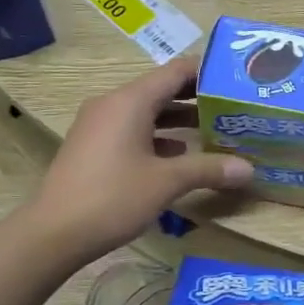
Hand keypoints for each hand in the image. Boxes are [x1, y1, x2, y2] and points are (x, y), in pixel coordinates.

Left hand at [30, 55, 253, 263]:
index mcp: (130, 101)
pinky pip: (133, 130)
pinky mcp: (94, 147)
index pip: (175, 71)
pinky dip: (159, 136)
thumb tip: (249, 169)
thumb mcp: (167, 182)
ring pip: (147, 112)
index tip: (236, 79)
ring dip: (179, 119)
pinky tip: (181, 155)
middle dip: (198, 97)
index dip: (207, 72)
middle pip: (162, 90)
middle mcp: (113, 104)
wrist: (53, 233)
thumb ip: (209, 169)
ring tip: (215, 129)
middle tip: (233, 106)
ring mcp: (99, 125)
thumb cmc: (113, 197)